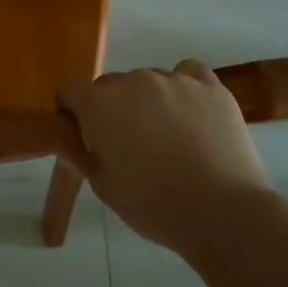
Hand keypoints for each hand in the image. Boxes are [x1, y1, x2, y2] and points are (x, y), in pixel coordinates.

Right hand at [60, 60, 272, 253]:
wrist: (223, 213)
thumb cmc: (154, 205)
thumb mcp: (105, 188)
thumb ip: (80, 155)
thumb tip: (64, 139)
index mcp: (100, 104)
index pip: (70, 89)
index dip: (72, 109)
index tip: (82, 133)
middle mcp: (132, 81)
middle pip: (110, 85)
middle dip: (111, 108)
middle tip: (127, 143)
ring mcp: (173, 79)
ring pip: (148, 81)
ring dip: (148, 101)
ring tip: (168, 135)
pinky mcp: (209, 86)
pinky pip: (188, 73)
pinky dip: (185, 87)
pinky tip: (192, 112)